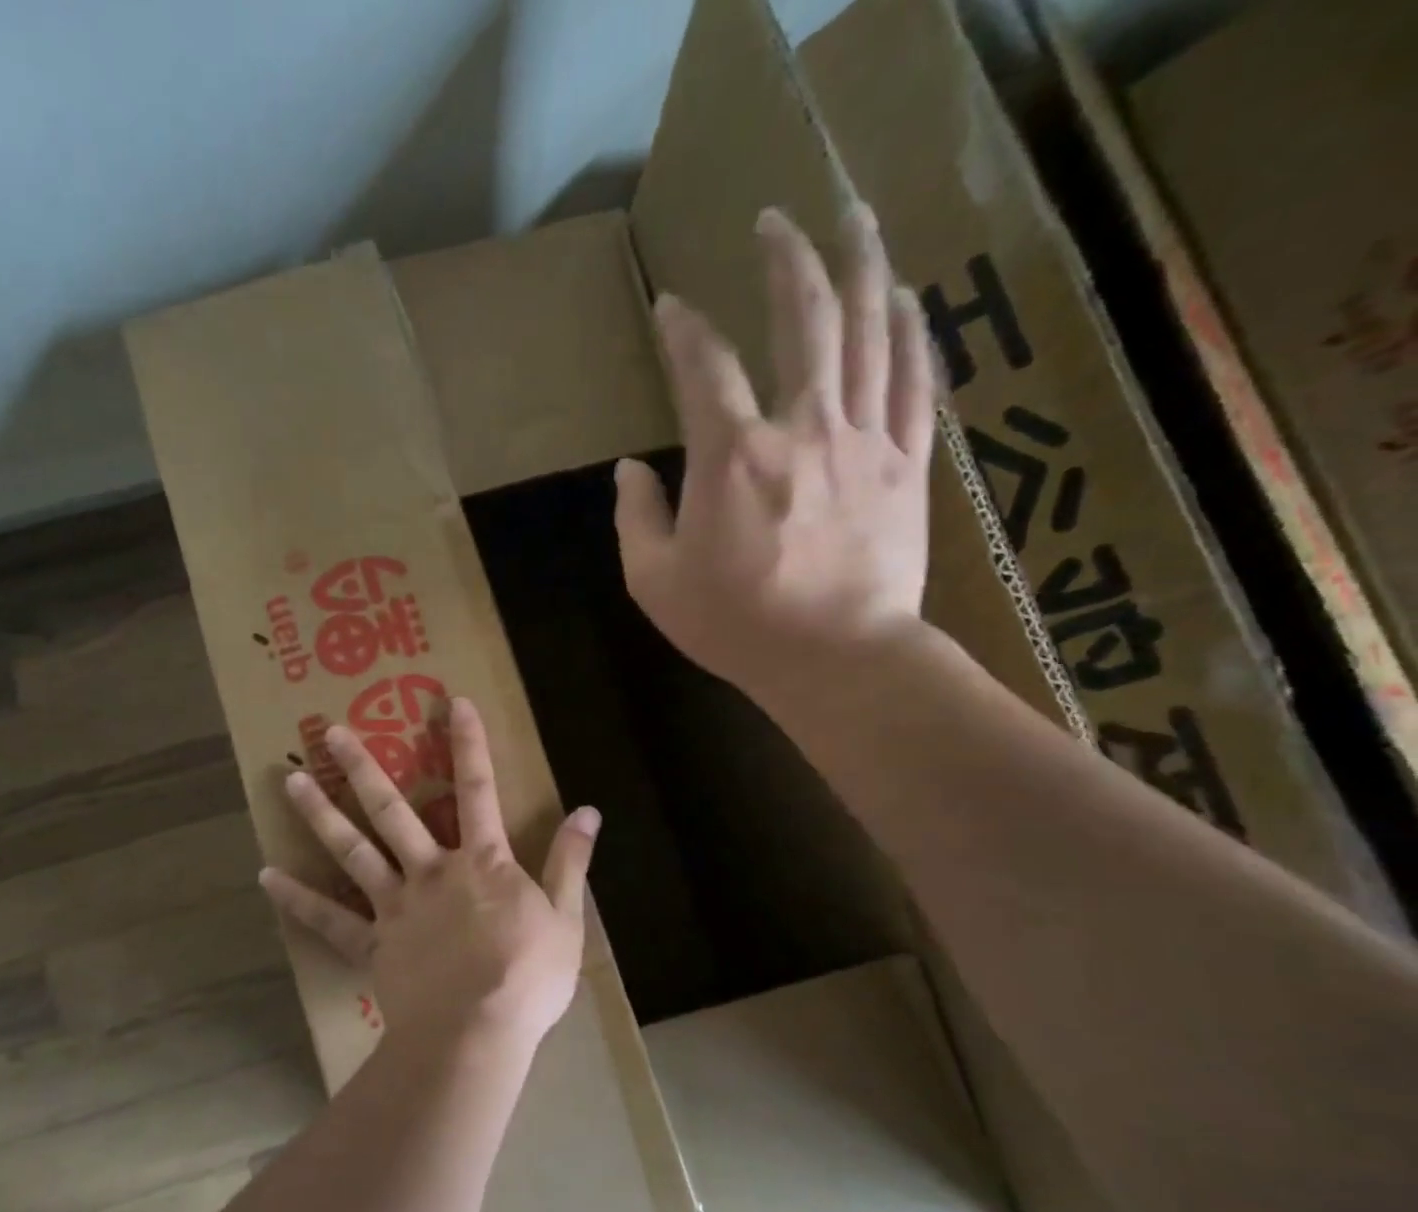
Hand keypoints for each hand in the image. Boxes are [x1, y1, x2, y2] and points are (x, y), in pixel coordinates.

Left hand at [258, 697, 600, 1057]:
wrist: (476, 1035)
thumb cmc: (527, 978)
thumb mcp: (566, 918)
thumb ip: (571, 862)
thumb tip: (588, 810)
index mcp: (482, 863)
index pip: (478, 790)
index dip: (469, 744)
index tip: (454, 703)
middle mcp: (431, 871)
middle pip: (392, 810)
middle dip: (363, 767)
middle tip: (330, 732)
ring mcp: (396, 905)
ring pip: (353, 851)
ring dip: (321, 814)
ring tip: (289, 781)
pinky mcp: (373, 943)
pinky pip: (330, 919)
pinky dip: (299, 899)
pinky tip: (267, 877)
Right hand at [614, 204, 935, 699]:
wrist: (837, 660)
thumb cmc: (737, 625)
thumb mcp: (655, 582)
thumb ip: (637, 518)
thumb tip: (630, 470)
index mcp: (733, 456)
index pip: (704, 367)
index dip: (684, 329)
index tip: (671, 307)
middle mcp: (802, 427)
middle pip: (803, 319)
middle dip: (786, 258)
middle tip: (775, 219)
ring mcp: (864, 440)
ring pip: (870, 332)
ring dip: (861, 266)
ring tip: (856, 217)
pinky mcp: (907, 464)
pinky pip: (915, 382)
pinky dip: (912, 333)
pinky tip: (906, 297)